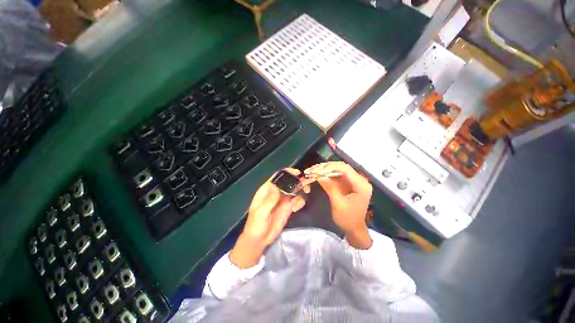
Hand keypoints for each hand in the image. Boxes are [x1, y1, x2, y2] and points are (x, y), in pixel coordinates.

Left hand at [230, 168, 308, 267]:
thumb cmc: (256, 224)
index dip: (287, 172)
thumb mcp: (261, 212)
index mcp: (267, 190)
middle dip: (297, 180)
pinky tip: (297, 207)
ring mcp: (283, 199)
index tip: (297, 173)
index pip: (277, 177)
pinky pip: (297, 200)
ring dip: (301, 188)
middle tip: (306, 182)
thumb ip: (270, 199)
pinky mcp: (288, 207)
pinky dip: (300, 200)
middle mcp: (276, 192)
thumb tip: (279, 186)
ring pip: (294, 189)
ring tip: (306, 191)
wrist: (259, 239)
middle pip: (288, 181)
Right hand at [305, 162, 372, 248]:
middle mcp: (359, 180)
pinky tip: (317, 174)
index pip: (345, 169)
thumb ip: (330, 188)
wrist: (354, 229)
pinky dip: (326, 174)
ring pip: (337, 169)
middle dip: (326, 167)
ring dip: (325, 169)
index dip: (330, 167)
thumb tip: (319, 176)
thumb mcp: (338, 204)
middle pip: (341, 167)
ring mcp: (353, 181)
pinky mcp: (347, 183)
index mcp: (361, 185)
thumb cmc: (348, 219)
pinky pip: (336, 175)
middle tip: (312, 170)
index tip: (317, 170)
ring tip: (312, 171)